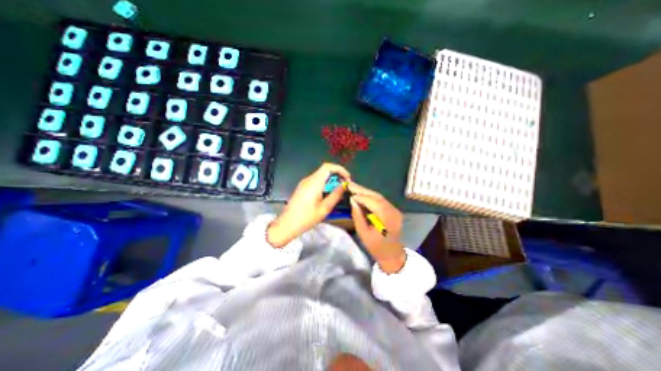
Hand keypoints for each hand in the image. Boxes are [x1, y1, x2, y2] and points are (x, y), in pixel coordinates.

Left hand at [266, 164, 353, 247]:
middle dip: (337, 176)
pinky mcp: (302, 188)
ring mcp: (304, 183)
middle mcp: (308, 180)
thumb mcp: (325, 208)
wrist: (287, 224)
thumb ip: (336, 195)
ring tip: (339, 191)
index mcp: (314, 183)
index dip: (340, 169)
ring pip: (321, 176)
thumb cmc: (306, 218)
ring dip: (331, 181)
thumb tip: (344, 185)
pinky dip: (325, 184)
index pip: (328, 167)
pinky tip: (328, 194)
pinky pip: (316, 181)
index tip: (347, 178)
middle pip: (325, 170)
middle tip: (345, 186)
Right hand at [348, 180, 405, 271]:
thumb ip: (358, 216)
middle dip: (362, 190)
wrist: (392, 254)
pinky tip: (362, 194)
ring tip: (354, 187)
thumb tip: (352, 200)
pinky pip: (381, 200)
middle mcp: (393, 212)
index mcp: (387, 220)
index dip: (361, 197)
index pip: (374, 203)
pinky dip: (370, 196)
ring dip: (366, 191)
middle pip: (377, 197)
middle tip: (350, 184)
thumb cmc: (376, 247)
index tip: (349, 191)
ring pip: (379, 197)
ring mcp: (395, 210)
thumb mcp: (363, 233)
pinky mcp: (393, 210)